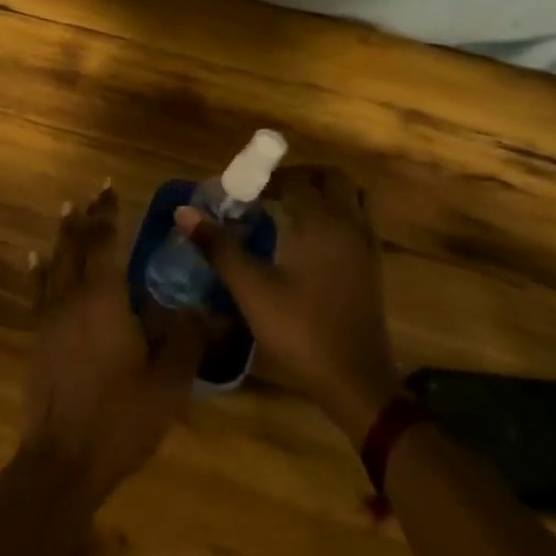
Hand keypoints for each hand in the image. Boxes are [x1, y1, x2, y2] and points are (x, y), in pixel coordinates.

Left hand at [23, 185, 208, 505]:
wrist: (62, 460)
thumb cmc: (120, 419)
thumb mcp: (168, 383)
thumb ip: (185, 339)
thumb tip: (200, 307)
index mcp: (104, 299)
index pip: (104, 242)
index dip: (108, 213)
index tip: (110, 188)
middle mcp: (71, 297)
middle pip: (75, 245)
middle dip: (85, 217)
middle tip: (91, 192)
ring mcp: (49, 317)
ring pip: (55, 262)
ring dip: (63, 235)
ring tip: (66, 210)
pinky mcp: (37, 337)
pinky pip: (38, 289)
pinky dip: (39, 268)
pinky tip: (35, 258)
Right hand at [177, 164, 400, 446]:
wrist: (355, 379)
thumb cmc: (300, 330)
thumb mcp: (251, 289)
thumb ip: (218, 246)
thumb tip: (183, 212)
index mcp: (319, 221)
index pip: (292, 180)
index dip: (263, 179)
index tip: (238, 192)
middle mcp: (347, 223)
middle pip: (328, 177)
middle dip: (296, 176)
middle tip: (264, 193)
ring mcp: (365, 243)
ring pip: (349, 195)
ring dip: (320, 191)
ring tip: (288, 207)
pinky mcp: (371, 264)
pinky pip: (357, 217)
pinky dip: (335, 211)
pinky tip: (309, 237)